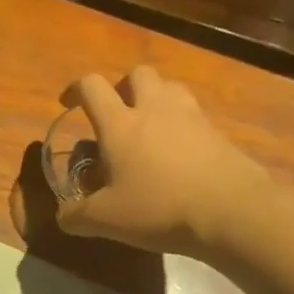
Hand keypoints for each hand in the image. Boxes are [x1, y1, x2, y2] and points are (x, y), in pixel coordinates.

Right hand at [56, 67, 265, 257]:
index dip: (75, 89)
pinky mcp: (217, 132)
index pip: (92, 87)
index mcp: (120, 124)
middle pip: (137, 74)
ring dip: (155, 98)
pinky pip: (194, 114)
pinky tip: (178, 152)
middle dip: (123, 86)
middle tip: (117, 113)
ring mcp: (190, 116)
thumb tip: (63, 217)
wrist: (230, 210)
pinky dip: (181, 123)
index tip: (68, 103)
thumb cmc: (159, 208)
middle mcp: (154, 109)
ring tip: (149, 126)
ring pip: (170, 87)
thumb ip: (77, 216)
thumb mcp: (107, 220)